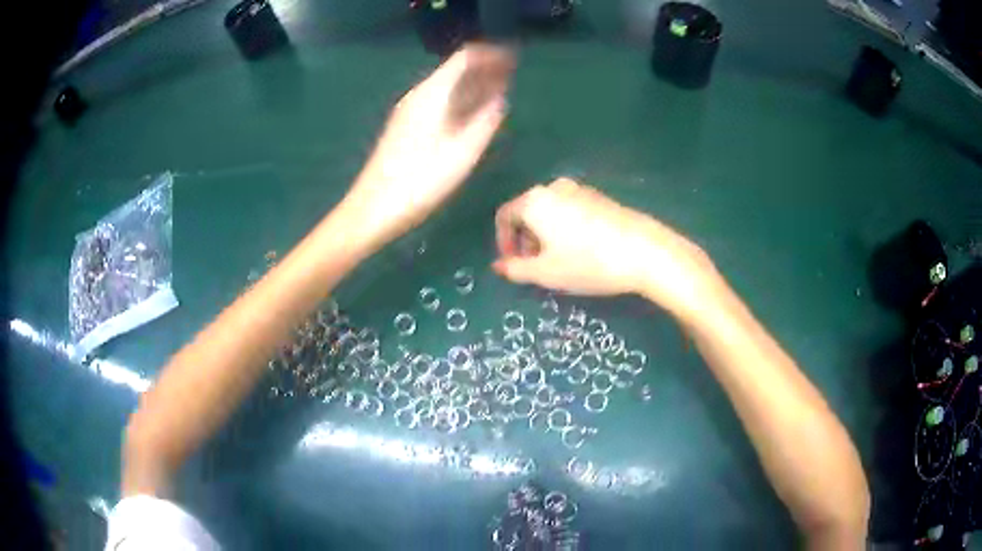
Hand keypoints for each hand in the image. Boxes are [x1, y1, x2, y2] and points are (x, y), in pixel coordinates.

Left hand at [345, 45, 513, 246]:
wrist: (372, 210)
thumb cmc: (420, 182)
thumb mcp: (462, 153)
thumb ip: (485, 121)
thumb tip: (499, 99)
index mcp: (432, 94)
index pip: (465, 58)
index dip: (491, 56)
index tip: (514, 62)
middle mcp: (418, 95)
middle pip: (455, 70)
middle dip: (484, 70)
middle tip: (510, 79)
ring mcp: (408, 111)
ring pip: (446, 86)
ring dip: (472, 86)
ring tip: (497, 95)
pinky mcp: (404, 126)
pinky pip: (438, 101)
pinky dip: (459, 100)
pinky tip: (470, 116)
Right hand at [492, 178, 719, 317]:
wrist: (644, 251)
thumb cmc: (587, 262)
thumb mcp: (546, 273)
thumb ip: (515, 269)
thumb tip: (498, 266)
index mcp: (534, 201)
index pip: (504, 216)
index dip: (503, 242)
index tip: (513, 264)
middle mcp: (553, 188)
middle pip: (527, 212)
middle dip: (525, 239)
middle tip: (535, 266)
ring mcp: (579, 189)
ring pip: (549, 211)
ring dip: (545, 235)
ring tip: (558, 261)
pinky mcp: (599, 197)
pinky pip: (569, 210)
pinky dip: (564, 228)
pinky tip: (581, 250)